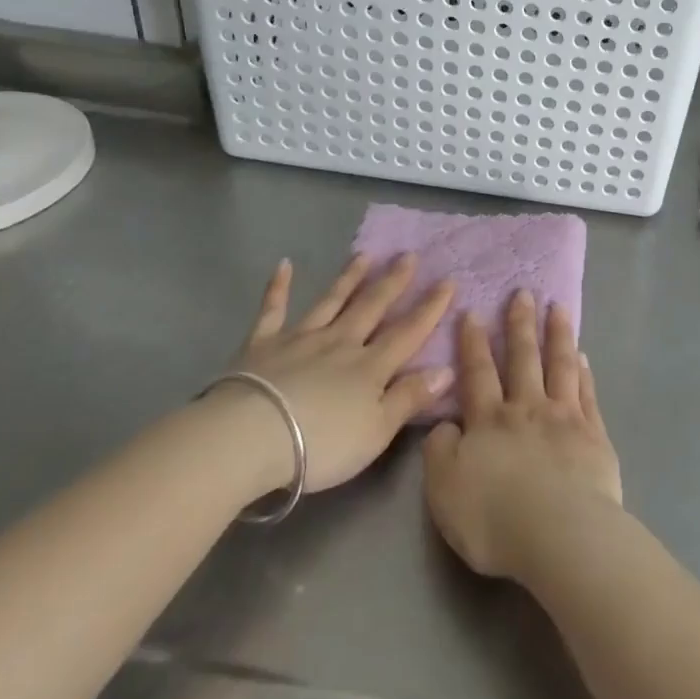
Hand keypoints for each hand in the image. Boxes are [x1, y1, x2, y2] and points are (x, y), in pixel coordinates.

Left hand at [229, 254, 456, 493]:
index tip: (448, 280)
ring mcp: (300, 339)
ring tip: (365, 255)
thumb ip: (410, 398)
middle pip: (372, 307)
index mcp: (370, 366)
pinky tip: (283, 265)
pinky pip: (272, 310)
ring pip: (331, 302)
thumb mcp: (377, 431)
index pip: (408, 332)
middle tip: (409, 255)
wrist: (250, 437)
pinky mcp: (263, 344)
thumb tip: (446, 369)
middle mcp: (340, 343)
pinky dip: (278, 287)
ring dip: (349, 278)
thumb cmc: (321, 444)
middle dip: (393, 282)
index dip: (430, 308)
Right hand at [422, 291, 623, 582]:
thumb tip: (445, 425)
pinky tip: (583, 356)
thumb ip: (439, 452)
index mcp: (488, 421)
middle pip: (523, 358)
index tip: (473, 312)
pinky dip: (584, 372)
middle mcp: (526, 409)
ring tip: (558, 307)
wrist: (561, 534)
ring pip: (560, 365)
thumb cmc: (495, 519)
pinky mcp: (594, 435)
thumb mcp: (444, 491)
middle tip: (523, 292)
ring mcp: (564, 417)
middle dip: (520, 324)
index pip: (478, 373)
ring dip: (557, 334)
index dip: (473, 342)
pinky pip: (587, 393)